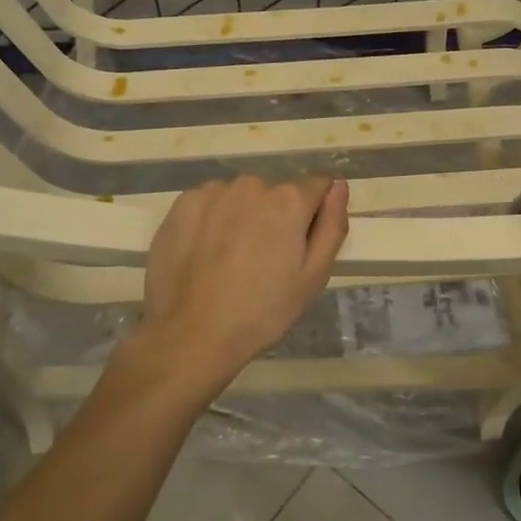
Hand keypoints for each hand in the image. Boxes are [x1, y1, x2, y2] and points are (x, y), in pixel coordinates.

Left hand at [133, 175, 350, 394]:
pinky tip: (204, 255)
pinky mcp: (182, 204)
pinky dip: (211, 222)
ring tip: (230, 261)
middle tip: (264, 262)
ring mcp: (212, 192)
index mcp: (288, 201)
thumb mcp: (313, 277)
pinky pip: (209, 205)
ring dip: (242, 218)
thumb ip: (331, 225)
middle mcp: (252, 185)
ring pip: (240, 199)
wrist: (190, 335)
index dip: (313, 215)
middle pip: (275, 194)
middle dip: (275, 218)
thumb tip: (338, 185)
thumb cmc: (262, 312)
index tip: (299, 247)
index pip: (317, 186)